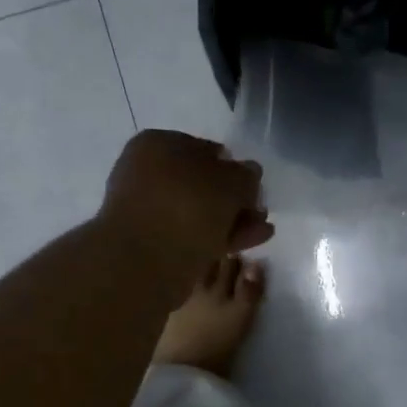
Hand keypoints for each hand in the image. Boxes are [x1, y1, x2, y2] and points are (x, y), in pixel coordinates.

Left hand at [100, 130, 272, 284]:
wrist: (144, 262)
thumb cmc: (187, 206)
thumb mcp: (231, 182)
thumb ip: (246, 176)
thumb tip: (248, 173)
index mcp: (157, 144)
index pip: (205, 149)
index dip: (234, 167)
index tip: (254, 186)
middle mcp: (146, 173)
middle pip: (202, 184)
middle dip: (234, 198)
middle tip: (260, 211)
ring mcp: (146, 211)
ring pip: (198, 212)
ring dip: (231, 219)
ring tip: (262, 230)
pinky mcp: (150, 244)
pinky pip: (190, 234)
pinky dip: (218, 237)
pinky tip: (247, 243)